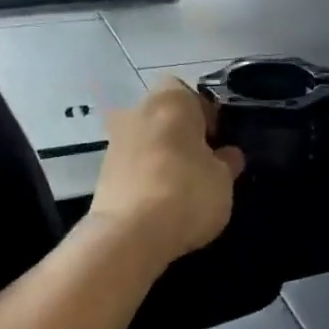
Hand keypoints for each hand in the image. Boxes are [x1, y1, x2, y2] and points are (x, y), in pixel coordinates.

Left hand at [88, 81, 244, 269]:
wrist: (130, 234)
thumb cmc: (187, 192)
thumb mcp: (223, 179)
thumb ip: (226, 162)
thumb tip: (227, 155)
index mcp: (171, 101)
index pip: (190, 93)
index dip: (206, 114)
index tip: (217, 140)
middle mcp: (137, 111)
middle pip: (164, 115)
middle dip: (181, 134)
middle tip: (202, 162)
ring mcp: (115, 141)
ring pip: (146, 139)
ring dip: (161, 155)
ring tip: (182, 187)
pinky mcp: (101, 172)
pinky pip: (132, 165)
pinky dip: (145, 175)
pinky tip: (160, 201)